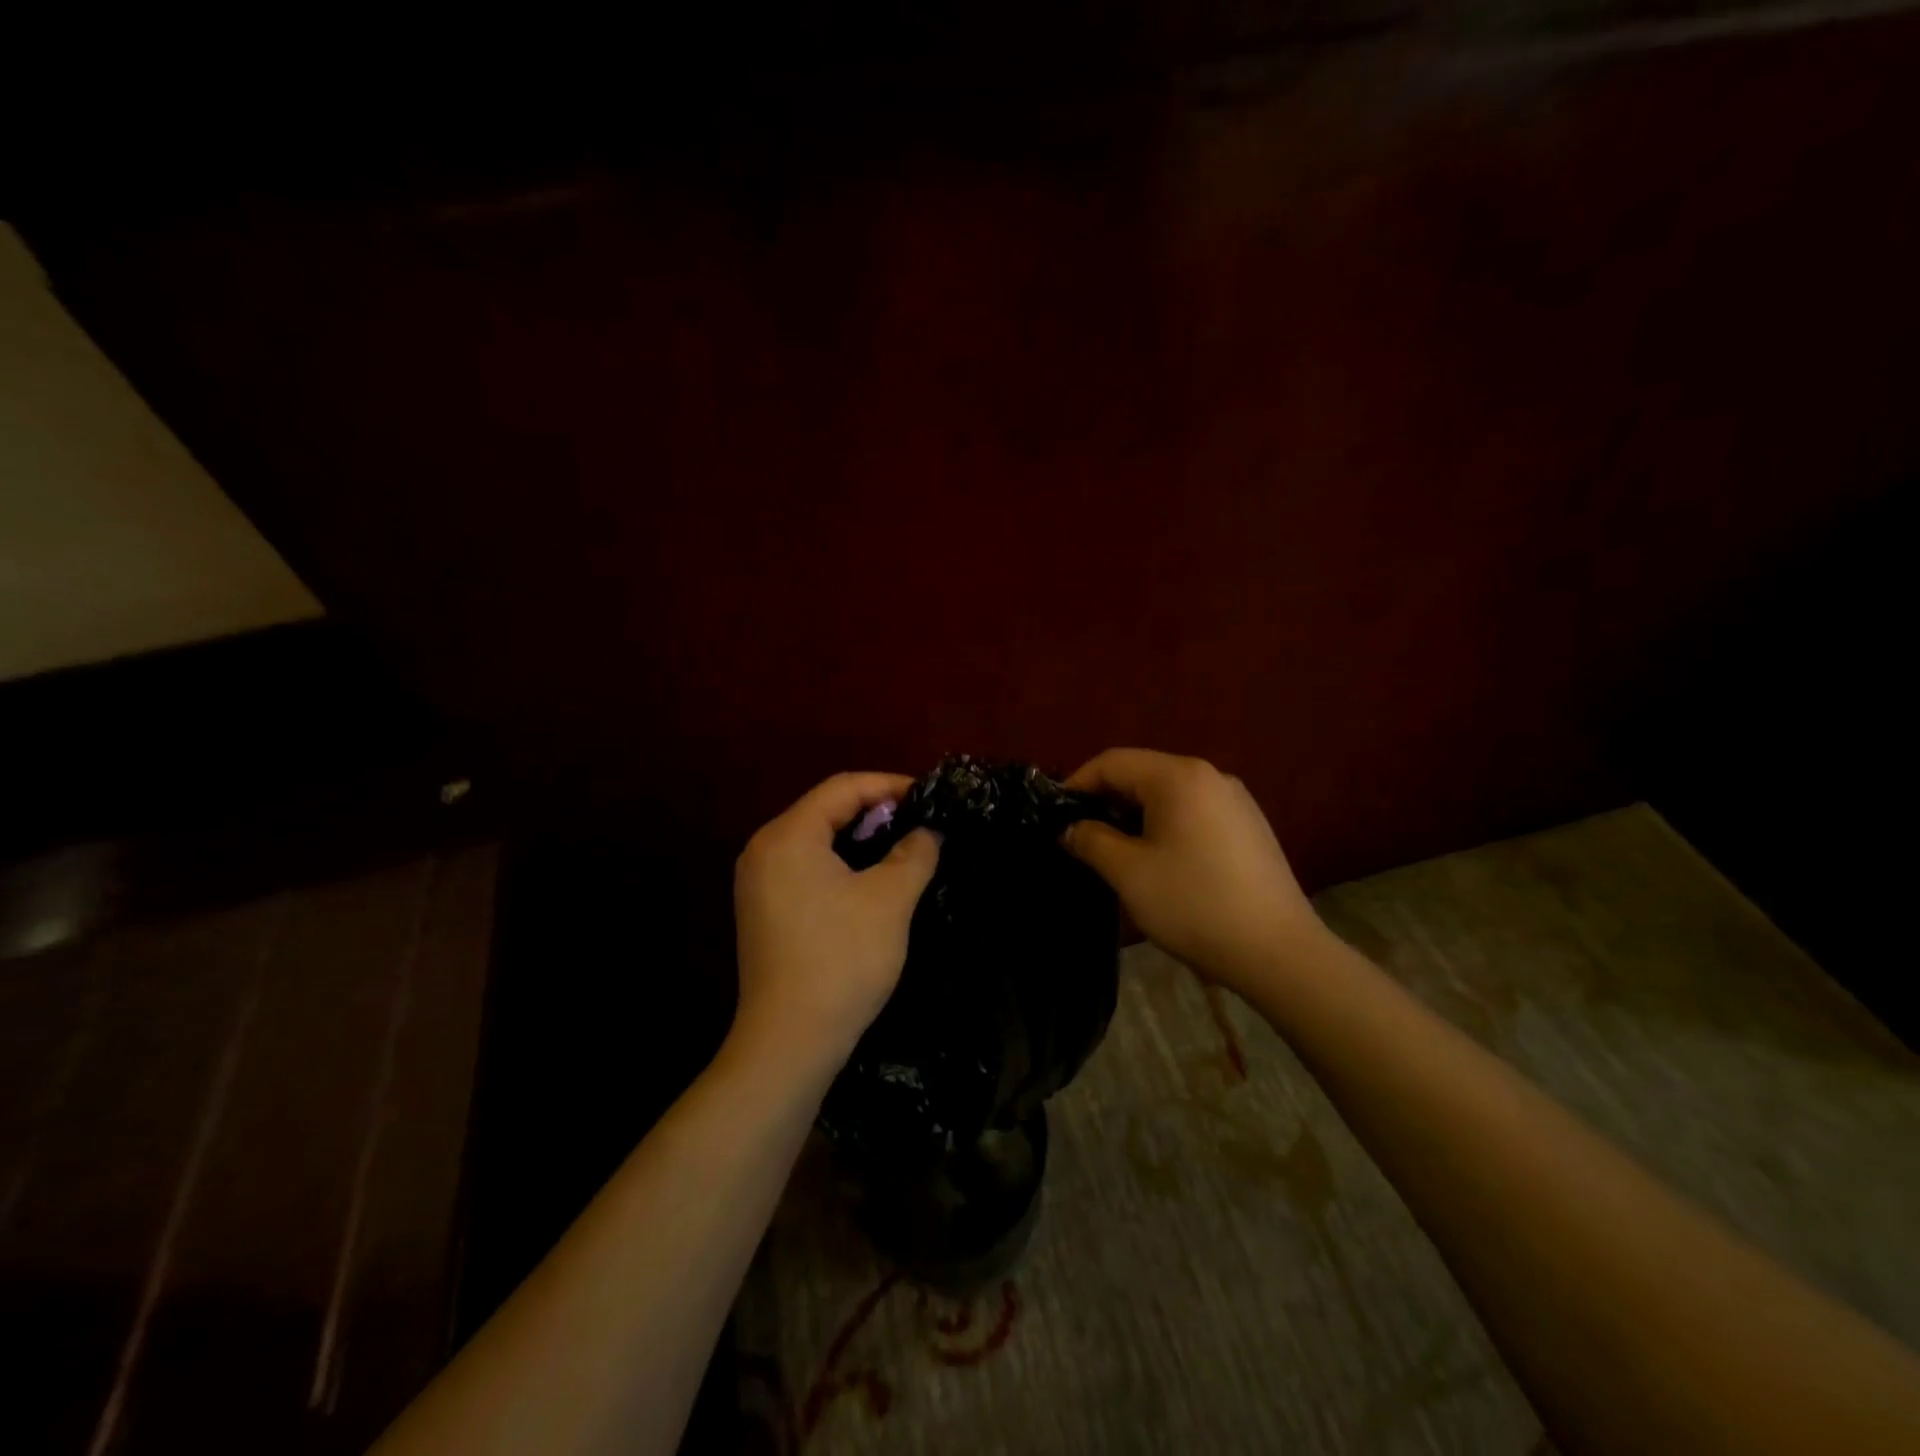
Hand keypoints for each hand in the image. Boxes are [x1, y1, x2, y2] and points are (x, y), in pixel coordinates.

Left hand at [732, 772, 941, 1076]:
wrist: (790, 1041)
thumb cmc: (842, 960)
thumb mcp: (890, 900)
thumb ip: (914, 853)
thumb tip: (928, 831)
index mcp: (787, 836)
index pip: (842, 788)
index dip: (889, 785)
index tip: (928, 796)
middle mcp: (763, 850)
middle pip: (825, 810)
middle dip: (875, 811)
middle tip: (919, 822)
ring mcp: (758, 883)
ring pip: (816, 840)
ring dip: (859, 838)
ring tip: (902, 847)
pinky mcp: (763, 910)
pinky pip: (806, 867)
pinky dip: (841, 863)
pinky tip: (870, 880)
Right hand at [1061, 749, 1327, 995]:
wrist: (1278, 952)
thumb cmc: (1193, 904)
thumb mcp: (1128, 872)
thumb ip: (1091, 841)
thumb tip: (1070, 828)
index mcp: (1178, 776)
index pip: (1112, 762)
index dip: (1077, 784)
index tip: (1056, 816)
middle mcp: (1210, 775)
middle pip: (1142, 773)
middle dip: (1106, 800)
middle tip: (1081, 836)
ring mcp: (1236, 800)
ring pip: (1169, 794)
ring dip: (1135, 815)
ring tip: (1116, 851)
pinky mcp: (1250, 826)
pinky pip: (1194, 811)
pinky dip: (1166, 825)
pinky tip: (1161, 861)